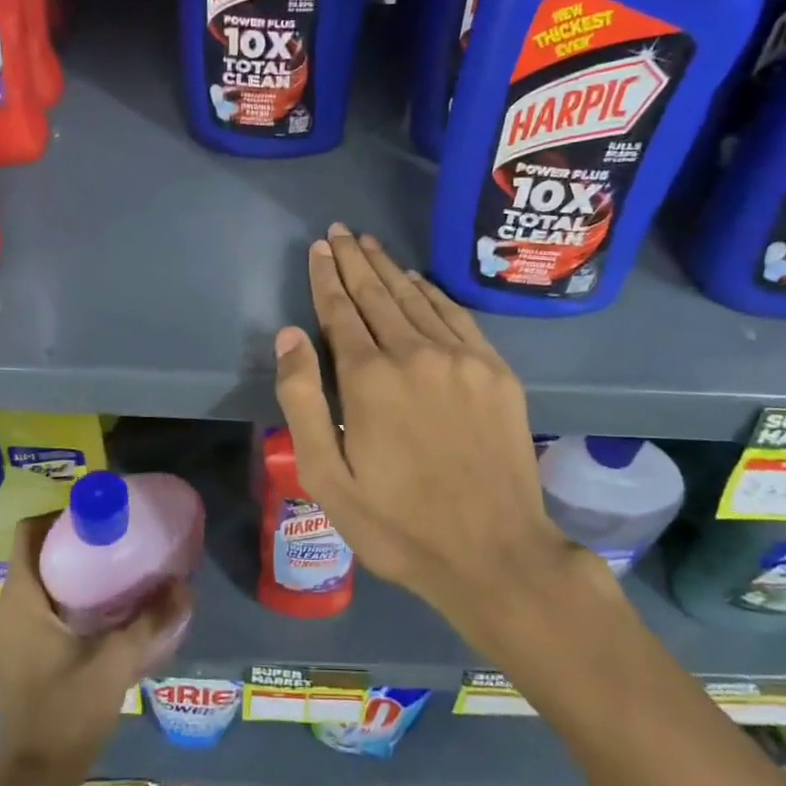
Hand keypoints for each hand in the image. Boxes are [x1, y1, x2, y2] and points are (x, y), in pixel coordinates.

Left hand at [0, 516, 191, 774]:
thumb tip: (184, 586)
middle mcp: (8, 610)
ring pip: (39, 582)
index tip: (98, 515)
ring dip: (72, 570)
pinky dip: (68, 597)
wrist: (35, 780)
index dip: (59, 515)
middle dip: (74, 540)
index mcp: (21, 600)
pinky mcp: (21, 655)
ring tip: (116, 568)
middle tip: (116, 538)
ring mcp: (12, 635)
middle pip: (36, 554)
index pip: (28, 533)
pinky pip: (41, 607)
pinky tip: (104, 611)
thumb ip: (151, 622)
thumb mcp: (115, 662)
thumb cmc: (66, 712)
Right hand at [273, 224, 607, 656]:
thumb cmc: (398, 525)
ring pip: (417, 298)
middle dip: (354, 261)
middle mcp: (415, 353)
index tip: (319, 247)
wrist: (495, 554)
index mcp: (369, 378)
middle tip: (340, 231)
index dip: (327, 276)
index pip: (341, 310)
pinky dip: (433, 293)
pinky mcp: (496, 371)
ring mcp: (462, 359)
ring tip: (369, 244)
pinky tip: (420, 281)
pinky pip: (457, 316)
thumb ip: (303, 400)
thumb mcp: (327, 477)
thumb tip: (290, 335)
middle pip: (378, 294)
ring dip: (390, 269)